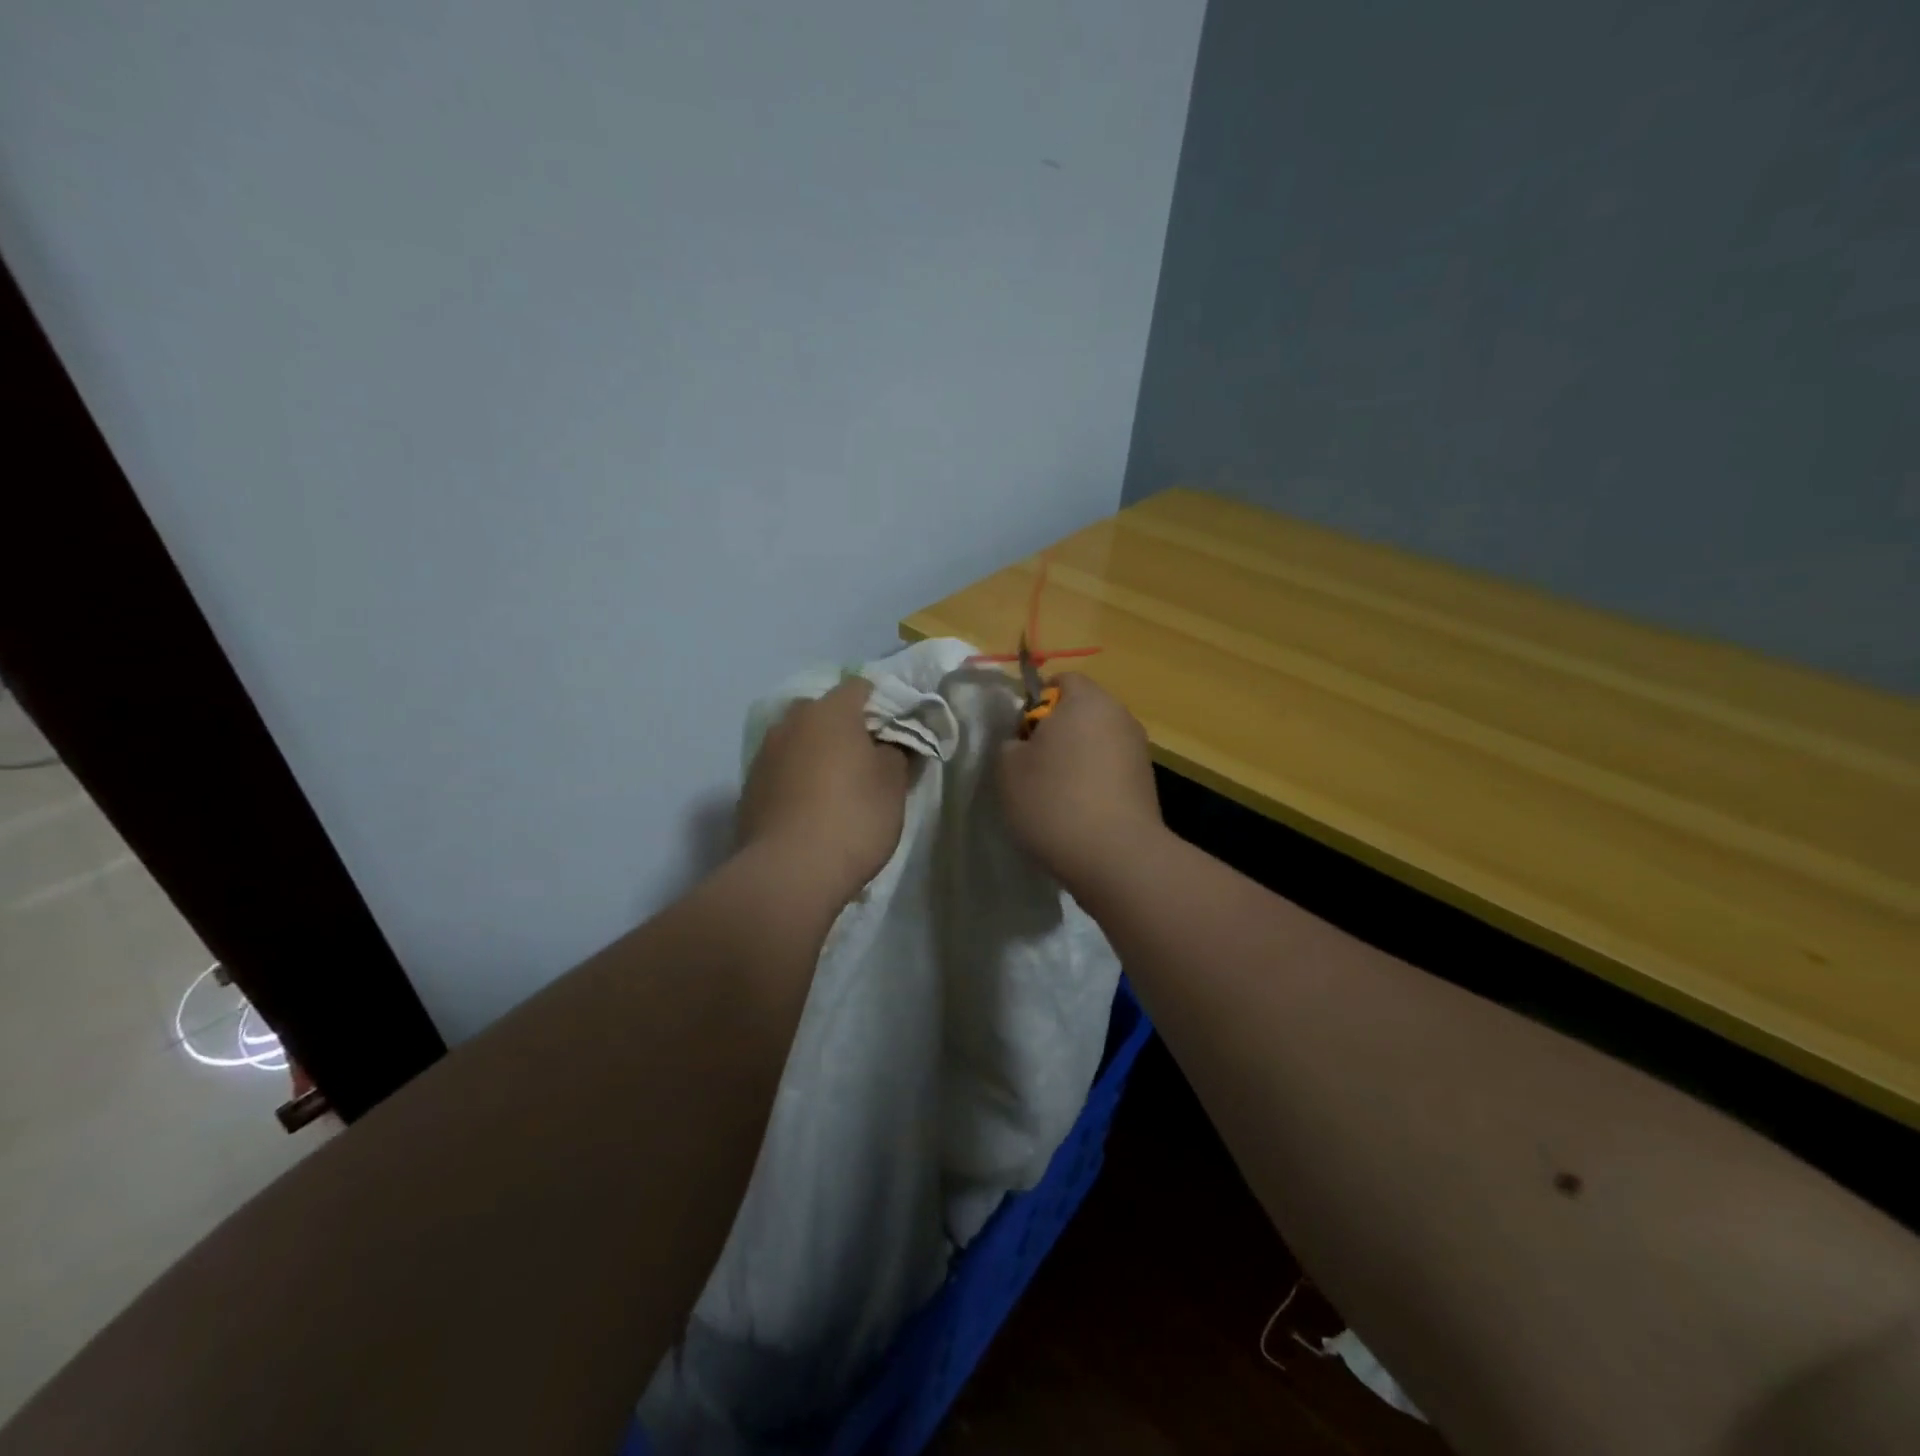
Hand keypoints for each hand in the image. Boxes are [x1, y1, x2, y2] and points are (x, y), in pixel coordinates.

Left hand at [737, 677, 910, 901]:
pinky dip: (798, 780)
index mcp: (830, 711)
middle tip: (869, 760)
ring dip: (819, 755)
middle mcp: (791, 722)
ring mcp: (764, 755)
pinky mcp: (749, 788)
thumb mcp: (894, 784)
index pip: (861, 687)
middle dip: (846, 729)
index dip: (883, 705)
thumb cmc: (853, 817)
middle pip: (825, 712)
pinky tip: (812, 810)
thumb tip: (892, 743)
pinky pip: (783, 771)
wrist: (789, 873)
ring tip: (839, 789)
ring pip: (800, 741)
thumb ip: (898, 752)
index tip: (897, 733)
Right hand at [996, 674, 1163, 898]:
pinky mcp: (1146, 782)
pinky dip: (1094, 781)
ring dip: (1076, 759)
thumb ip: (1011, 742)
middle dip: (1056, 733)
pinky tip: (1079, 812)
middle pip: (1081, 712)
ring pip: (1096, 742)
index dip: (1035, 704)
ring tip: (1056, 795)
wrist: (1115, 856)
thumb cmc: (1054, 800)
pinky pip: (1110, 769)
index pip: (1060, 680)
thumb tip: (1025, 742)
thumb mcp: (1008, 768)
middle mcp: (1119, 715)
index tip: (1021, 737)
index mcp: (1086, 700)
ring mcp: (1138, 750)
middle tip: (1032, 767)